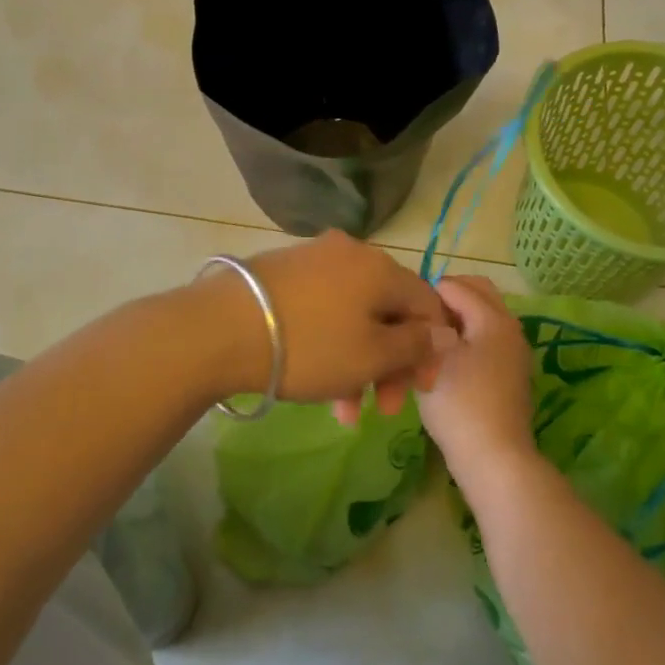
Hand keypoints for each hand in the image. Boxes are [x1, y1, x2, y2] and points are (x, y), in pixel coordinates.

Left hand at [200, 232, 453, 422]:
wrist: (220, 329)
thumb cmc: (310, 346)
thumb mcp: (371, 356)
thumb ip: (415, 345)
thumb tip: (445, 331)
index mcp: (381, 267)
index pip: (427, 302)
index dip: (432, 348)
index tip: (421, 390)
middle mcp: (351, 253)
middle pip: (389, 311)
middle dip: (390, 364)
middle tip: (384, 409)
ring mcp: (313, 259)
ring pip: (354, 316)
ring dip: (359, 364)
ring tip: (343, 411)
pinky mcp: (283, 273)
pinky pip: (324, 310)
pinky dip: (331, 345)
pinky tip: (318, 380)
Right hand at [417, 276, 538, 492]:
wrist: (494, 457)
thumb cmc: (459, 403)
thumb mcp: (433, 356)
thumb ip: (427, 321)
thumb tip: (423, 308)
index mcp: (493, 317)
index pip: (454, 284)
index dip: (425, 292)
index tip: (404, 311)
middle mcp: (510, 326)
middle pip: (477, 291)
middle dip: (446, 297)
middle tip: (418, 318)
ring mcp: (514, 350)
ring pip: (483, 315)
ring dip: (457, 317)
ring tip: (428, 338)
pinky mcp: (511, 371)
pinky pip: (487, 337)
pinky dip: (468, 336)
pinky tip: (445, 359)